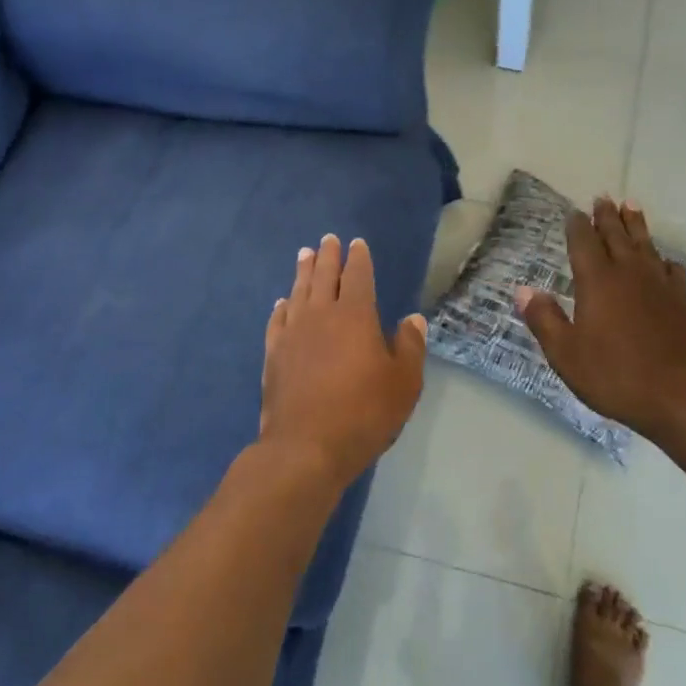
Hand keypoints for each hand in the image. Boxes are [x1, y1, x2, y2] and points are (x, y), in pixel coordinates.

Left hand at [260, 234, 426, 489]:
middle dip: (327, 256)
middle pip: (323, 276)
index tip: (356, 244)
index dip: (358, 258)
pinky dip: (281, 307)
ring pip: (298, 292)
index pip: (357, 276)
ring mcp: (293, 333)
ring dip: (303, 271)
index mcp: (355, 316)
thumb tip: (412, 318)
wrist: (306, 446)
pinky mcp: (274, 354)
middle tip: (327, 239)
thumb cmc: (364, 413)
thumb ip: (409, 347)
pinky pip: (277, 320)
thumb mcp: (403, 383)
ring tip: (304, 255)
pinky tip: (282, 303)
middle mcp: (321, 315)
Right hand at [515, 199, 685, 444]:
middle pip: (616, 235)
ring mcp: (659, 285)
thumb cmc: (615, 375)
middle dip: (607, 216)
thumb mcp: (566, 354)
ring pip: (645, 245)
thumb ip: (544, 319)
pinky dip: (664, 259)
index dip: (577, 226)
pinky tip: (664, 260)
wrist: (680, 395)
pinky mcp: (682, 301)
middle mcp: (628, 273)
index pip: (583, 243)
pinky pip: (672, 269)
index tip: (573, 213)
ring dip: (636, 224)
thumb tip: (523, 290)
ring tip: (631, 206)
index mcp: (597, 281)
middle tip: (603, 197)